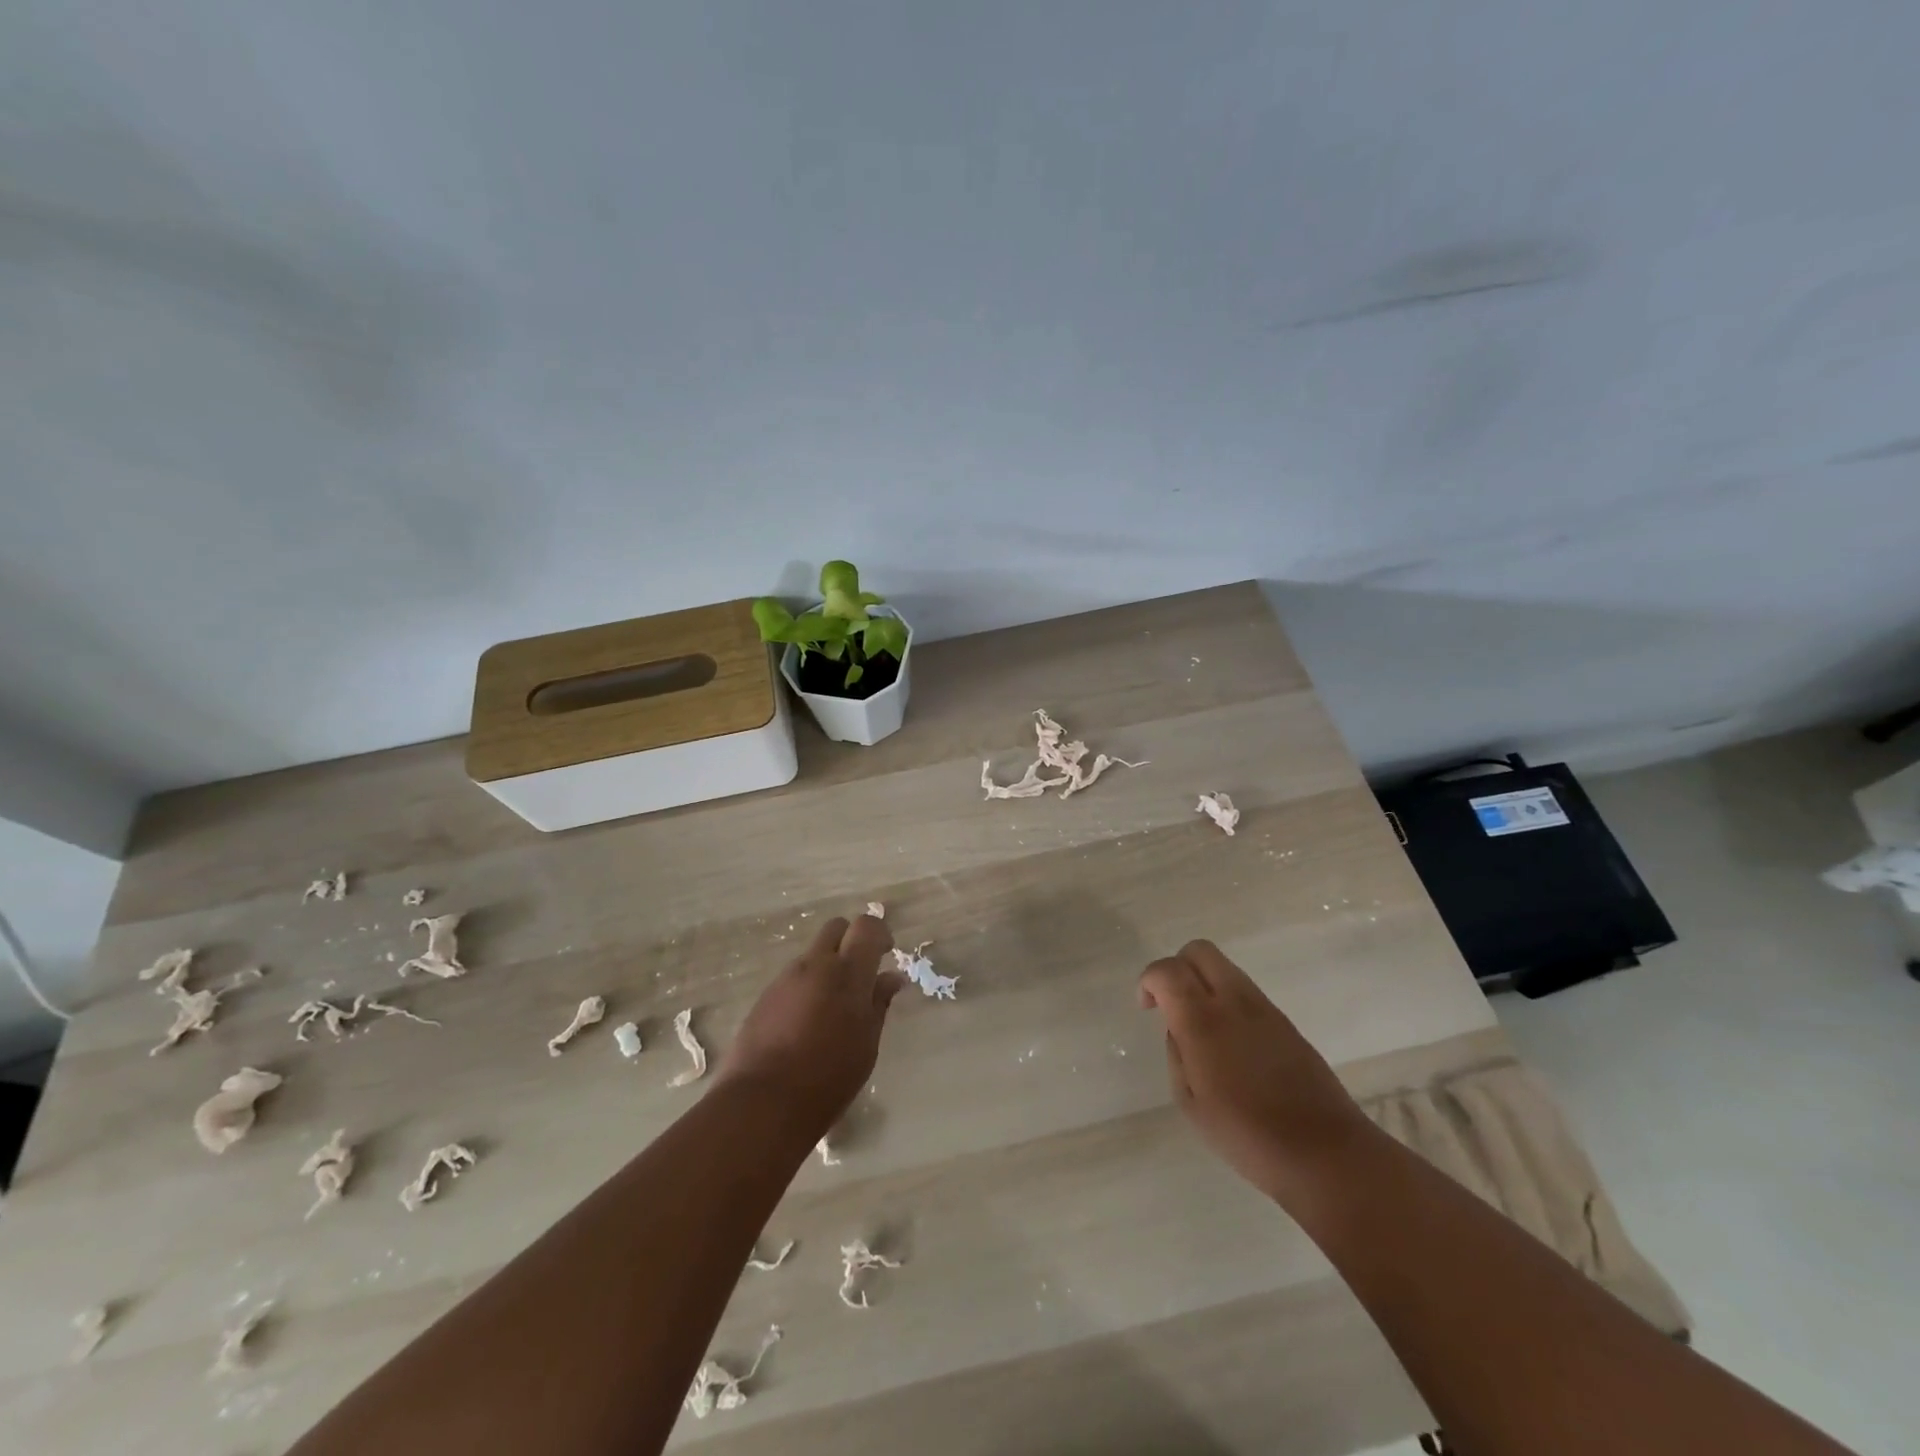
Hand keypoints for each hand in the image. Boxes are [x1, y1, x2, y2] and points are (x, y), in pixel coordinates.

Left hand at [718, 913, 905, 1128]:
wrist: (763, 1102)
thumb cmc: (828, 1077)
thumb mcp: (866, 1044)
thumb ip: (879, 1003)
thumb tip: (891, 977)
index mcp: (848, 973)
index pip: (866, 926)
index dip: (879, 933)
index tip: (886, 953)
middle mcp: (815, 965)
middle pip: (836, 928)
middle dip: (851, 940)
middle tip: (860, 974)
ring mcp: (786, 978)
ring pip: (813, 954)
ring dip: (827, 966)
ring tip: (832, 1007)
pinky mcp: (765, 996)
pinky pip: (793, 977)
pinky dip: (806, 986)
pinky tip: (806, 1022)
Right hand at [1139, 940, 1372, 1203]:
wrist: (1325, 1153)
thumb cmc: (1247, 1136)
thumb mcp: (1190, 1103)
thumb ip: (1177, 1055)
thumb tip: (1179, 1030)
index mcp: (1203, 1021)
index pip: (1168, 970)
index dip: (1148, 980)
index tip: (1146, 1007)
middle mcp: (1234, 1002)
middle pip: (1199, 950)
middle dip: (1176, 966)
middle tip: (1170, 1003)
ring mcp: (1265, 1009)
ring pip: (1225, 968)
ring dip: (1204, 983)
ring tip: (1201, 1027)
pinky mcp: (1286, 1022)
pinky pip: (1246, 993)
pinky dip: (1227, 1001)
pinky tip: (1230, 1045)